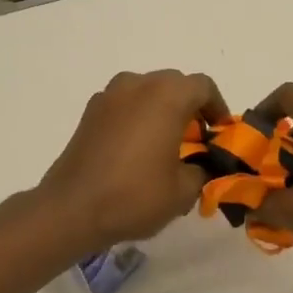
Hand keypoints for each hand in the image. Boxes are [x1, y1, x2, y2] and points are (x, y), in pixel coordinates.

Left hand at [40, 70, 228, 252]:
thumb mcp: (183, 190)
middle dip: (189, 108)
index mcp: (166, 95)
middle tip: (196, 141)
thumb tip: (202, 165)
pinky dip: (137, 118)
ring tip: (166, 144)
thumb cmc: (135, 195)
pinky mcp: (90, 112)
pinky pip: (124, 105)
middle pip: (174, 84)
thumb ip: (203, 170)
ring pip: (146, 92)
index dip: (217, 108)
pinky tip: (137, 150)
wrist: (72, 208)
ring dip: (161, 110)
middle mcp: (137, 85)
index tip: (220, 134)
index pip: (203, 87)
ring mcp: (109, 96)